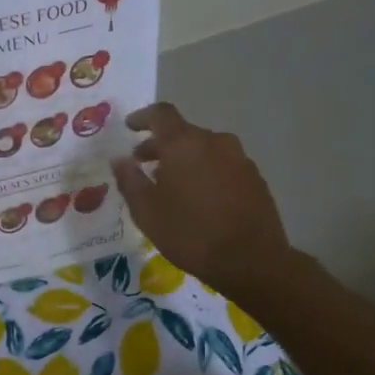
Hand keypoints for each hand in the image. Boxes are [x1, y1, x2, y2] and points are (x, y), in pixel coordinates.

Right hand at [112, 103, 290, 296]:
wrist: (252, 260)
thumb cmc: (190, 233)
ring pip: (204, 149)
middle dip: (160, 145)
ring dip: (184, 159)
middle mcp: (214, 142)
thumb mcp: (147, 211)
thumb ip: (130, 180)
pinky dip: (205, 171)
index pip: (161, 114)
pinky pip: (222, 164)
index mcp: (184, 144)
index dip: (142, 117)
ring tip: (170, 185)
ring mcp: (239, 158)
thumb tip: (119, 159)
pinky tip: (199, 198)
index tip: (129, 127)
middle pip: (182, 132)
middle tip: (142, 164)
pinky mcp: (254, 178)